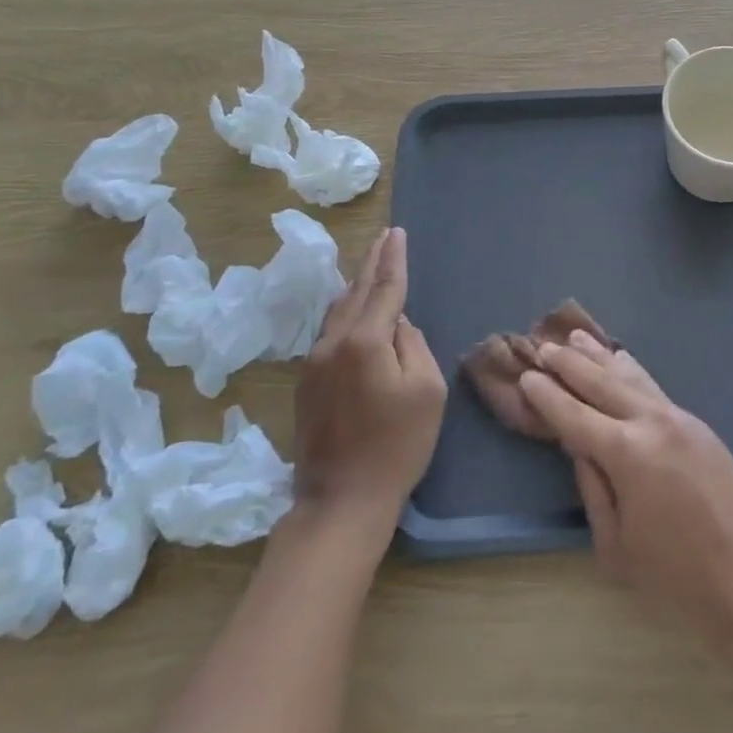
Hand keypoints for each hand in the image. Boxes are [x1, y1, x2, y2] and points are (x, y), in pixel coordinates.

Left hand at [293, 228, 446, 532]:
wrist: (341, 500)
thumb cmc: (397, 445)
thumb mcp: (426, 390)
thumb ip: (413, 345)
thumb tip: (396, 324)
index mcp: (366, 341)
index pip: (384, 287)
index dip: (393, 259)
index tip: (397, 232)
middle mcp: (334, 343)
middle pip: (356, 292)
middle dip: (372, 262)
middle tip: (384, 237)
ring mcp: (314, 363)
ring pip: (338, 311)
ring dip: (356, 285)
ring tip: (370, 266)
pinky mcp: (306, 383)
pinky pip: (329, 332)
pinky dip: (346, 311)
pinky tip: (353, 310)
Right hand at [518, 332, 732, 633]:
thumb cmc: (678, 579)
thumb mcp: (617, 547)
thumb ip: (593, 490)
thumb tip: (578, 447)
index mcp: (626, 454)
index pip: (574, 415)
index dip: (547, 395)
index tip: (526, 375)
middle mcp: (651, 422)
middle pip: (601, 382)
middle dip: (569, 363)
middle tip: (542, 345)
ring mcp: (679, 418)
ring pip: (631, 376)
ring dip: (600, 356)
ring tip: (576, 336)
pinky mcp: (698, 424)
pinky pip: (654, 386)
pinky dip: (632, 369)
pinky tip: (623, 359)